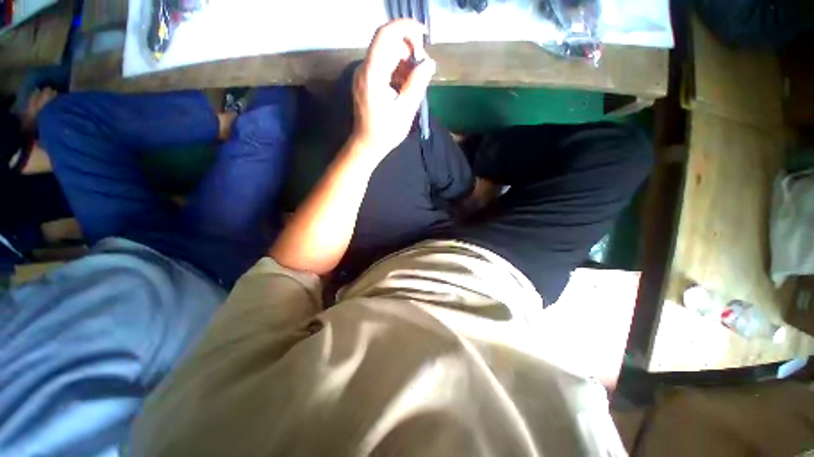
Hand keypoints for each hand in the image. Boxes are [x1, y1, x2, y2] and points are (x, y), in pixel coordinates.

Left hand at [351, 19, 436, 158]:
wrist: (366, 145)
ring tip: (413, 83)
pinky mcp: (366, 80)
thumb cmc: (385, 132)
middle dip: (408, 49)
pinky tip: (403, 86)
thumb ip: (417, 84)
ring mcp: (363, 74)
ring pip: (386, 53)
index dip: (406, 28)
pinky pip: (383, 64)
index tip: (424, 37)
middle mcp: (364, 69)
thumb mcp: (405, 111)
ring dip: (404, 61)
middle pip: (387, 42)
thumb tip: (429, 62)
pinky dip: (396, 69)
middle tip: (422, 69)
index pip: (386, 35)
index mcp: (373, 75)